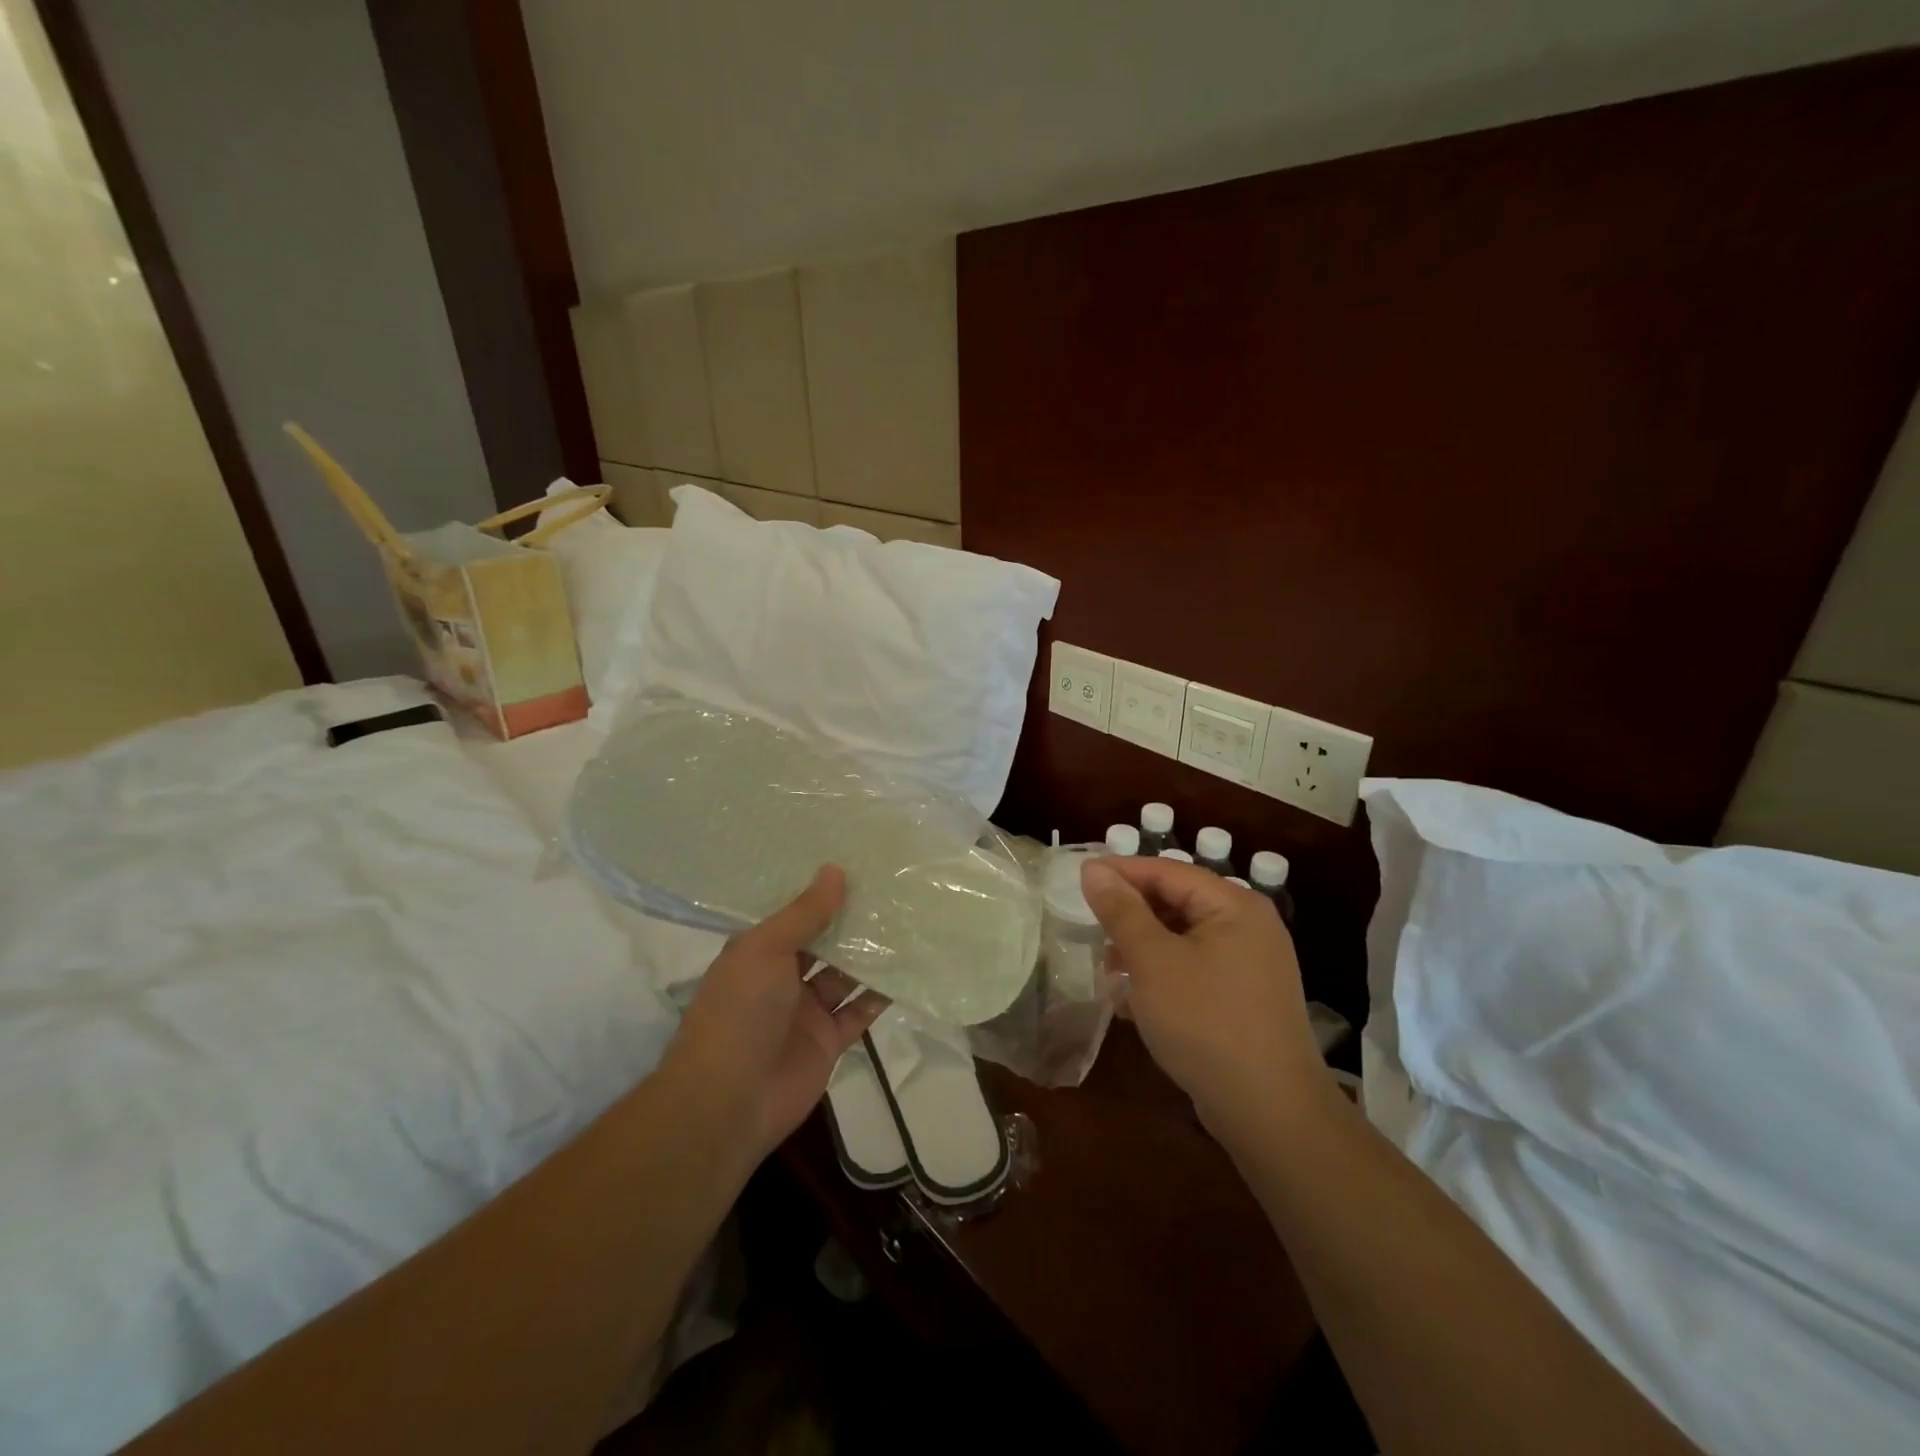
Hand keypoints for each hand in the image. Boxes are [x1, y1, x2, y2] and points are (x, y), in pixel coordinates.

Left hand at [662, 866, 885, 1162]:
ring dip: (871, 955)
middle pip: (824, 943)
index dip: (821, 892)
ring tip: (907, 922)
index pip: (794, 915)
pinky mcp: (829, 1041)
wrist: (728, 1102)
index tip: (856, 864)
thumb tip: (835, 870)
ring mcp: (806, 1011)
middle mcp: (782, 977)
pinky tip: (909, 970)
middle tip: (892, 888)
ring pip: (845, 975)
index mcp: (758, 952)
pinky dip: (881, 994)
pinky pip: (860, 1012)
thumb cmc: (739, 1012)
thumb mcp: (766, 950)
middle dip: (852, 921)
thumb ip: (805, 913)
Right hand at [1081, 857, 1327, 1135]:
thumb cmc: (1205, 1021)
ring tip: (1108, 972)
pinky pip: (1195, 971)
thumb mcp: (1153, 961)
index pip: (1168, 871)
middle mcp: (1249, 926)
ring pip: (1183, 940)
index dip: (1121, 872)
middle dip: (1131, 916)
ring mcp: (1251, 965)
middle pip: (1177, 903)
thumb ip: (1121, 911)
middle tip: (1091, 928)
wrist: (1270, 1112)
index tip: (1079, 879)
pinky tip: (1133, 1003)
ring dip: (1142, 950)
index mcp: (1234, 905)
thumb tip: (1094, 870)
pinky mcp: (1246, 999)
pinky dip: (1163, 977)